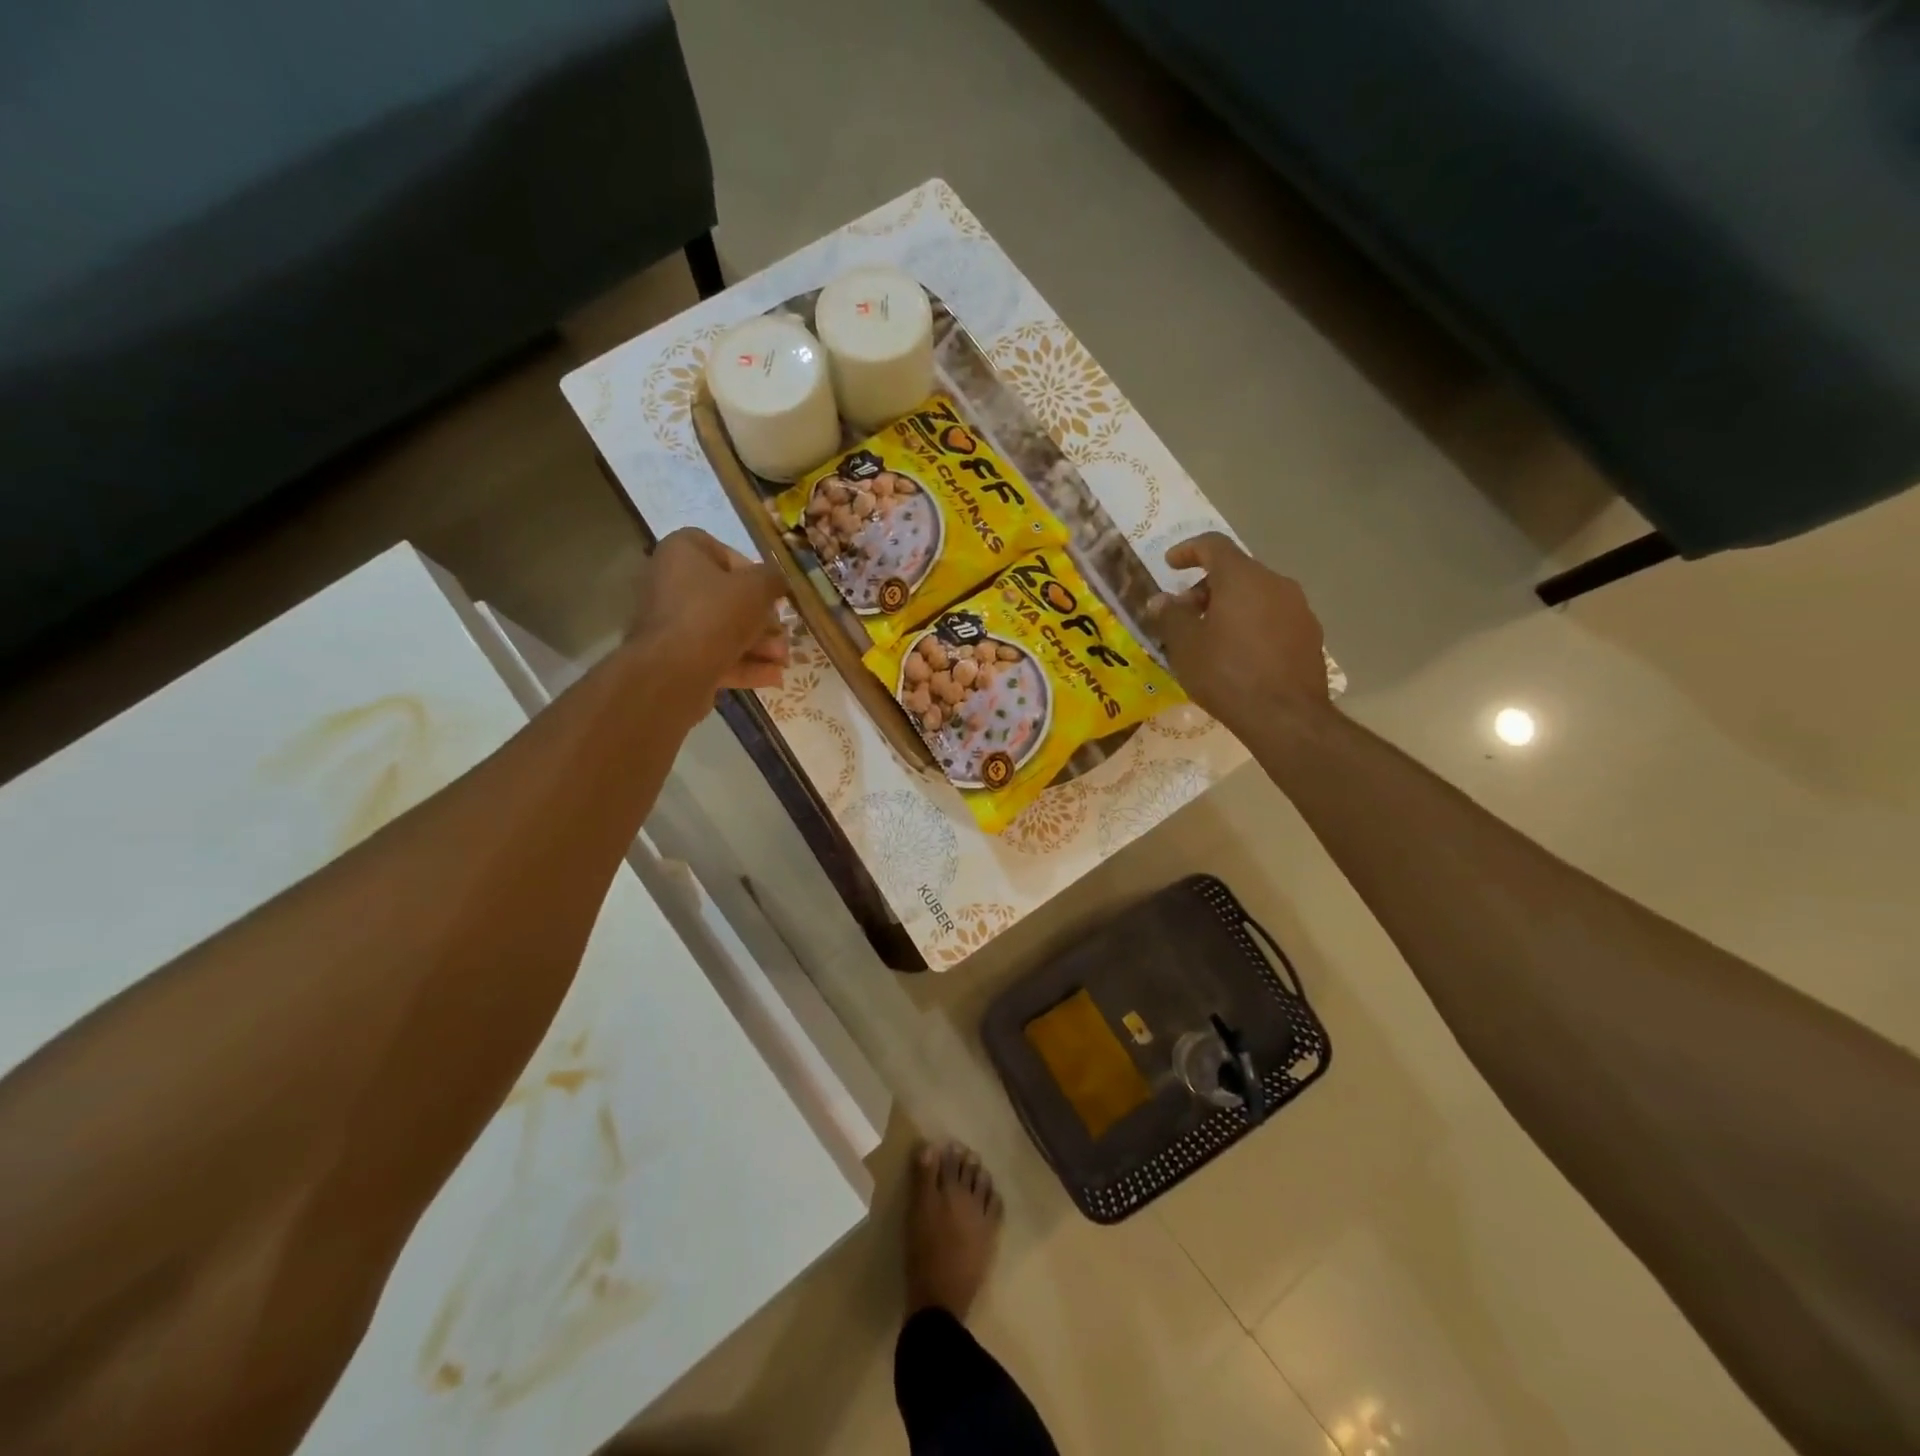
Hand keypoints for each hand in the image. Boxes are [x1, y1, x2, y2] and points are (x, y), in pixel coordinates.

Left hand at [630, 529, 789, 692]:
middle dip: (762, 619)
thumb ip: (773, 579)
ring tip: (783, 660)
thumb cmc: (716, 614)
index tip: (770, 592)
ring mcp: (671, 623)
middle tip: (783, 633)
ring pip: (723, 629)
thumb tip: (777, 581)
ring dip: (758, 644)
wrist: (674, 671)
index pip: (721, 552)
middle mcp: (670, 583)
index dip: (752, 572)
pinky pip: (714, 655)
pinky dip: (743, 664)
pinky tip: (773, 676)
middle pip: (726, 597)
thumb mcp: (758, 588)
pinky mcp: (675, 657)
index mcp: (682, 553)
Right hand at [1146, 533, 1329, 733]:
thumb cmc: (1227, 674)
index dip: (1188, 550)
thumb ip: (1170, 616)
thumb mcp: (1185, 646)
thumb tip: (1161, 600)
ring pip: (1257, 595)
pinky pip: (1273, 617)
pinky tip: (1239, 655)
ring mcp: (1298, 608)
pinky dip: (1252, 624)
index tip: (1170, 564)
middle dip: (1206, 587)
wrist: (1286, 716)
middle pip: (1236, 571)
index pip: (1213, 545)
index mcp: (1242, 578)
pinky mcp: (1310, 635)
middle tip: (1185, 614)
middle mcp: (1275, 583)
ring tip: (1211, 638)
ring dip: (1230, 606)